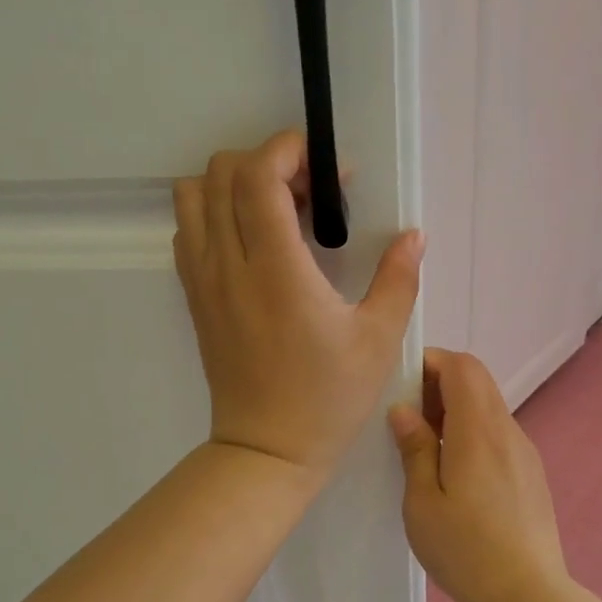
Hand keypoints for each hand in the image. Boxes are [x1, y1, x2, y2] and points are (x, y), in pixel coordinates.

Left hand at [174, 130, 422, 480]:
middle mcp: (228, 266)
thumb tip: (413, 236)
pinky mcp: (195, 299)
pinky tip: (254, 242)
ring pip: (192, 197)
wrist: (266, 451)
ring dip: (233, 185)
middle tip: (310, 192)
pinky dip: (214, 215)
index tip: (328, 168)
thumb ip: (398, 279)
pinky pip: (188, 232)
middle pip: (221, 173)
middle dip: (267, 162)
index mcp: (276, 271)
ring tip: (277, 211)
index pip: (257, 177)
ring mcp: (203, 281)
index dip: (288, 150)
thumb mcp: (378, 340)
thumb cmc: (327, 399)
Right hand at [387, 349, 568, 601]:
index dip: (431, 362)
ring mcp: (524, 451)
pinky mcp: (531, 472)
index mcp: (478, 431)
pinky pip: (498, 432)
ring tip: (426, 448)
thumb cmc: (465, 550)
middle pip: (477, 380)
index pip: (462, 366)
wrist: (528, 595)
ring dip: (456, 409)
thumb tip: (403, 410)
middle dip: (440, 383)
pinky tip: (456, 472)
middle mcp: (507, 431)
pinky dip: (472, 431)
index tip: (402, 384)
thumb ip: (415, 449)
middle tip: (408, 417)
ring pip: (488, 406)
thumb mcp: (423, 502)